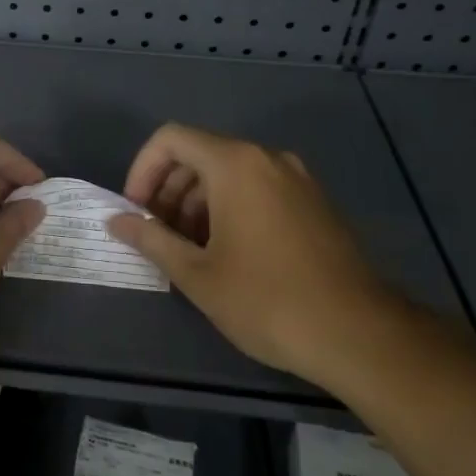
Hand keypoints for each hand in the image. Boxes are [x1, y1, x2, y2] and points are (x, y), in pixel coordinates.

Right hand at [105, 124, 410, 387]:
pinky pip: (258, 189)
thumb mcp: (196, 273)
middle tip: (157, 235)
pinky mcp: (315, 203)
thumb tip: (115, 221)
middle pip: (200, 154)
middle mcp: (268, 159)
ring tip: (189, 250)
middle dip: (168, 190)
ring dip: (197, 202)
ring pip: (230, 173)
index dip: (142, 170)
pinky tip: (226, 254)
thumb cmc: (266, 300)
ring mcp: (297, 180)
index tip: (136, 211)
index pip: (171, 139)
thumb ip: (151, 238)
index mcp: (235, 165)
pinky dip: (230, 208)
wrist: (359, 335)